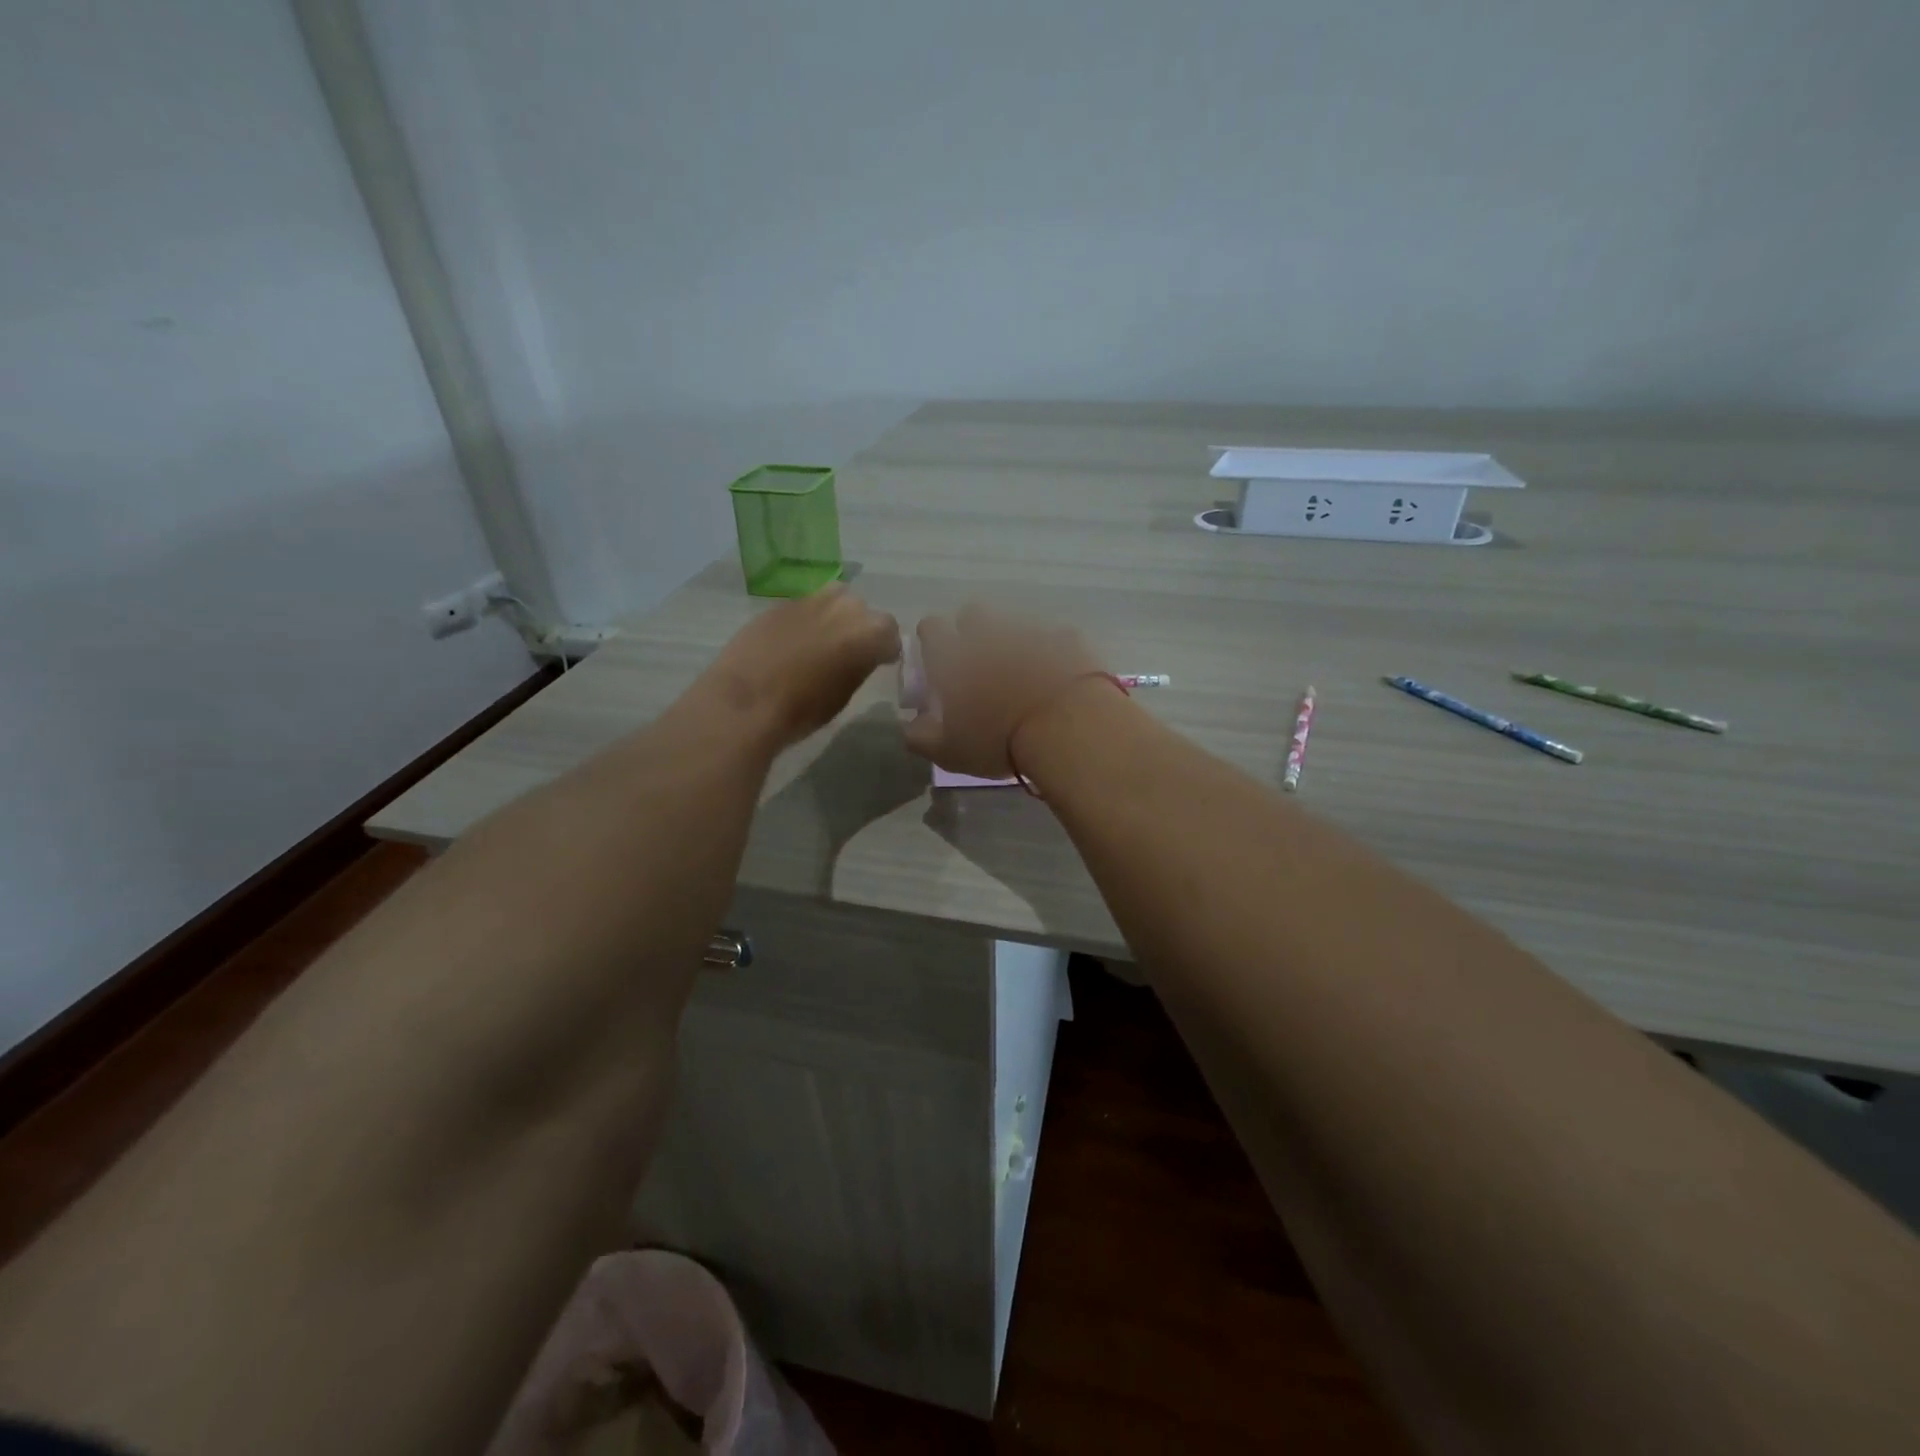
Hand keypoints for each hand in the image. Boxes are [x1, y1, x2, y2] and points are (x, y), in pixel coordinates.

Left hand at [700, 585, 899, 747]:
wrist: (747, 701)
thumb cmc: (803, 709)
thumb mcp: (844, 694)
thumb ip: (859, 666)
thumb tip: (859, 657)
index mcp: (869, 632)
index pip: (890, 633)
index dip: (885, 649)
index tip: (878, 662)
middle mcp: (845, 606)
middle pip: (862, 611)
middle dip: (859, 628)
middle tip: (848, 652)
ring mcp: (810, 600)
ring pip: (834, 599)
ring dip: (834, 616)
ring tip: (821, 641)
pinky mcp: (780, 603)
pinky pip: (804, 607)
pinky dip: (806, 620)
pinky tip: (792, 642)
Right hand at [902, 606, 1107, 777]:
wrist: (1067, 727)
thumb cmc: (999, 741)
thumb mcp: (949, 752)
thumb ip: (921, 737)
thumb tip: (912, 726)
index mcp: (953, 656)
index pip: (931, 628)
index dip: (932, 640)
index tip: (938, 660)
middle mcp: (988, 634)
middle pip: (972, 615)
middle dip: (972, 632)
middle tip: (980, 665)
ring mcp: (1030, 633)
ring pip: (1014, 625)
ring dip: (1013, 642)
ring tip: (1022, 673)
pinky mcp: (1067, 639)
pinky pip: (1055, 638)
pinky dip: (1053, 652)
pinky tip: (1057, 676)